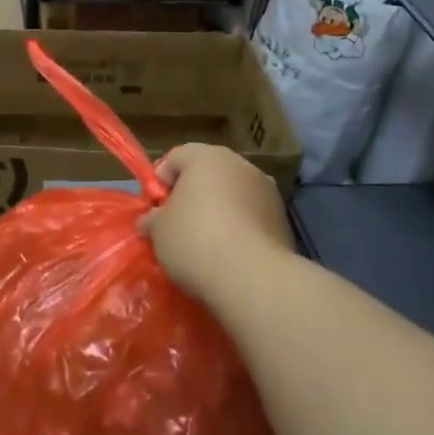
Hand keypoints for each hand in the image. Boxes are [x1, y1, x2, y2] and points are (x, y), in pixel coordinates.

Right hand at [140, 144, 292, 312]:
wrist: (252, 277)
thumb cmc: (194, 241)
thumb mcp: (157, 231)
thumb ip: (152, 219)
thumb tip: (151, 221)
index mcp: (206, 157)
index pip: (175, 157)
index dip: (159, 182)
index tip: (154, 211)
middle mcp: (240, 165)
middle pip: (207, 174)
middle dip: (191, 196)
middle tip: (176, 226)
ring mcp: (267, 190)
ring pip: (232, 195)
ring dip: (218, 212)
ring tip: (205, 244)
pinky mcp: (282, 219)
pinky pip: (251, 217)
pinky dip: (239, 229)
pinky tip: (228, 255)